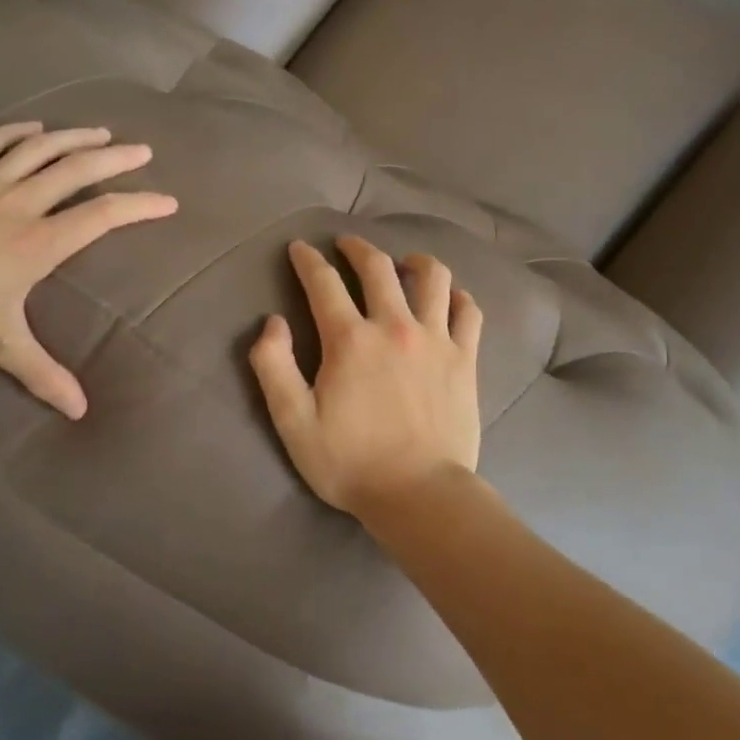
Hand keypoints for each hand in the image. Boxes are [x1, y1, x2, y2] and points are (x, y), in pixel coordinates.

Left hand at [0, 123, 176, 417]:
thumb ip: (43, 374)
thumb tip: (81, 412)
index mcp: (39, 243)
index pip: (103, 216)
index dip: (140, 205)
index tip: (168, 201)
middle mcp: (19, 204)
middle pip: (78, 169)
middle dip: (116, 157)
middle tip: (143, 149)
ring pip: (39, 148)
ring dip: (74, 137)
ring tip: (100, 131)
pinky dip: (16, 131)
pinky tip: (33, 126)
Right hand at [249, 235, 482, 518]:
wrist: (419, 495)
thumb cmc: (350, 462)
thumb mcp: (293, 422)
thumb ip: (274, 367)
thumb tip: (271, 322)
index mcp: (350, 340)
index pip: (323, 282)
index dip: (308, 260)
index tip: (300, 248)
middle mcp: (394, 327)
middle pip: (377, 267)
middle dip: (357, 247)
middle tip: (346, 244)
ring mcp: (436, 340)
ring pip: (433, 277)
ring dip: (415, 260)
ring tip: (404, 262)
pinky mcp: (465, 359)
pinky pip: (468, 311)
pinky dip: (457, 296)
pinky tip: (448, 298)